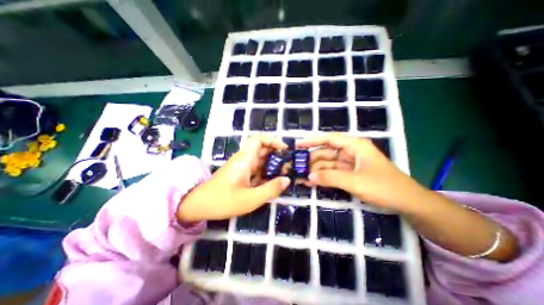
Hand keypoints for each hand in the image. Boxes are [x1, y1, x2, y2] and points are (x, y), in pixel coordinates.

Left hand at [177, 135, 290, 222]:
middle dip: (277, 154)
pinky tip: (272, 181)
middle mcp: (244, 159)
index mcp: (245, 159)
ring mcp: (242, 166)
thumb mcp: (250, 199)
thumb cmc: (223, 201)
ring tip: (284, 173)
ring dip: (272, 164)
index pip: (258, 139)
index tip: (285, 149)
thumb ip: (270, 189)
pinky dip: (266, 172)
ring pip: (260, 159)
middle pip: (262, 149)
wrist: (198, 205)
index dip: (273, 140)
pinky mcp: (241, 173)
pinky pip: (256, 169)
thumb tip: (287, 180)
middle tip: (289, 165)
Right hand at [297, 134, 428, 211]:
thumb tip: (309, 176)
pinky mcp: (350, 174)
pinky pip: (333, 173)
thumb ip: (330, 177)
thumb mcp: (355, 181)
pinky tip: (312, 182)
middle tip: (297, 167)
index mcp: (355, 146)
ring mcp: (350, 164)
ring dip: (316, 171)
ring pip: (328, 164)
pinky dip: (323, 177)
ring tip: (301, 178)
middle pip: (326, 153)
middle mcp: (351, 152)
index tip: (298, 144)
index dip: (312, 140)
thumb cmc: (384, 187)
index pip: (329, 139)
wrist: (408, 203)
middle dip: (312, 160)